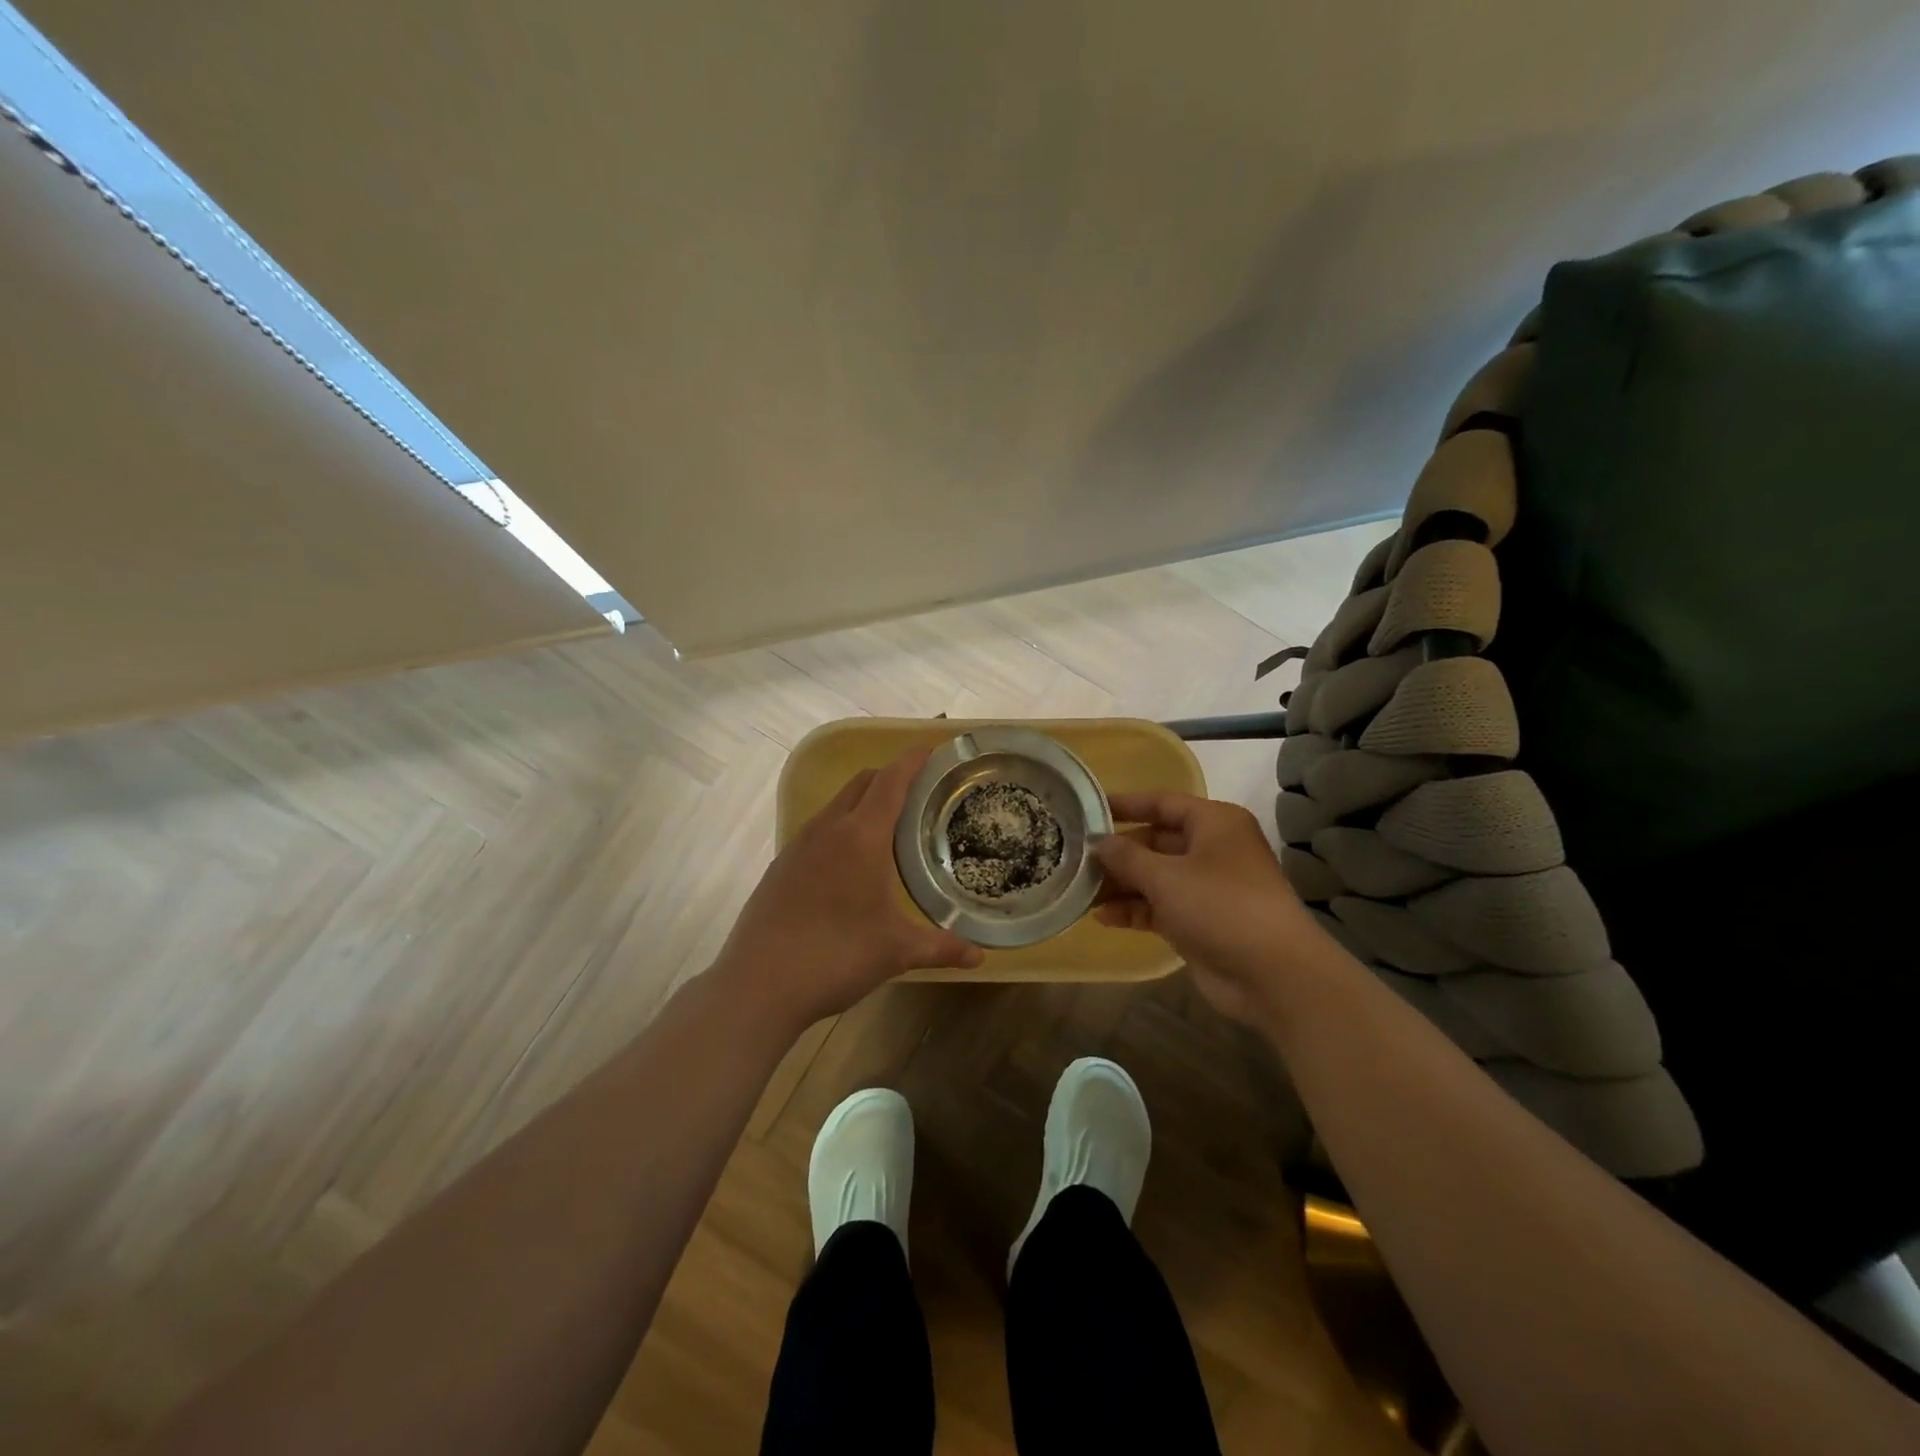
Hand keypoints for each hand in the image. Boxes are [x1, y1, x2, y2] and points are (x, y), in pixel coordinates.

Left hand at [716, 747, 983, 1027]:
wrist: (758, 984)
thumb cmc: (835, 956)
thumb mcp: (895, 951)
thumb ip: (940, 947)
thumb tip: (979, 956)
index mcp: (861, 836)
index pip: (891, 781)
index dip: (913, 761)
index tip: (933, 751)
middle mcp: (828, 829)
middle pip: (862, 782)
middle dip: (891, 776)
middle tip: (921, 792)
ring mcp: (799, 845)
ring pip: (837, 804)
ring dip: (864, 800)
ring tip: (890, 825)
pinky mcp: (781, 866)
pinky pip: (819, 829)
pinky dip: (842, 826)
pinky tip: (850, 862)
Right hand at [1094, 792, 1332, 1024]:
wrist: (1273, 974)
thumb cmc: (1220, 906)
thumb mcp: (1166, 876)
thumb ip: (1127, 856)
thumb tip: (1099, 842)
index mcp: (1214, 823)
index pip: (1162, 803)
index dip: (1125, 805)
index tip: (1086, 809)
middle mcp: (1212, 849)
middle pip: (1155, 842)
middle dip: (1118, 853)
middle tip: (1076, 859)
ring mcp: (1207, 887)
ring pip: (1155, 877)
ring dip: (1121, 884)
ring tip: (1080, 891)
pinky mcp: (1200, 921)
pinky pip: (1160, 906)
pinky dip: (1135, 910)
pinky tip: (1103, 917)